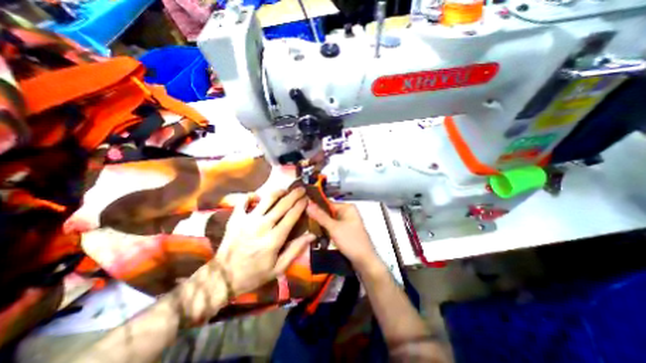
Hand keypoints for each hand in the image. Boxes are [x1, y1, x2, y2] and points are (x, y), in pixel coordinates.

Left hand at [215, 188, 316, 295]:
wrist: (223, 277)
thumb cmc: (254, 274)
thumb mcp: (278, 267)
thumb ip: (295, 249)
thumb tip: (312, 235)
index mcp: (274, 239)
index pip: (292, 216)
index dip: (301, 205)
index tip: (307, 199)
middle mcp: (262, 225)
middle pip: (282, 204)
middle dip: (294, 194)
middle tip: (301, 189)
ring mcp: (247, 220)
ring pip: (266, 199)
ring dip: (278, 192)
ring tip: (285, 190)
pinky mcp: (236, 219)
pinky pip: (244, 201)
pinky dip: (252, 196)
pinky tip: (258, 196)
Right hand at [306, 201, 379, 272]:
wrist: (364, 262)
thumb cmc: (351, 241)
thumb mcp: (334, 228)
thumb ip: (320, 216)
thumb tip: (308, 204)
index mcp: (347, 207)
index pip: (327, 203)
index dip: (315, 206)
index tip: (302, 210)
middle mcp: (348, 212)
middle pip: (328, 212)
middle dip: (317, 217)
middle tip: (303, 220)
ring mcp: (347, 222)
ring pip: (330, 220)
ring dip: (321, 224)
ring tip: (307, 227)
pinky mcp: (345, 231)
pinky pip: (333, 227)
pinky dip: (326, 230)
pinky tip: (317, 233)